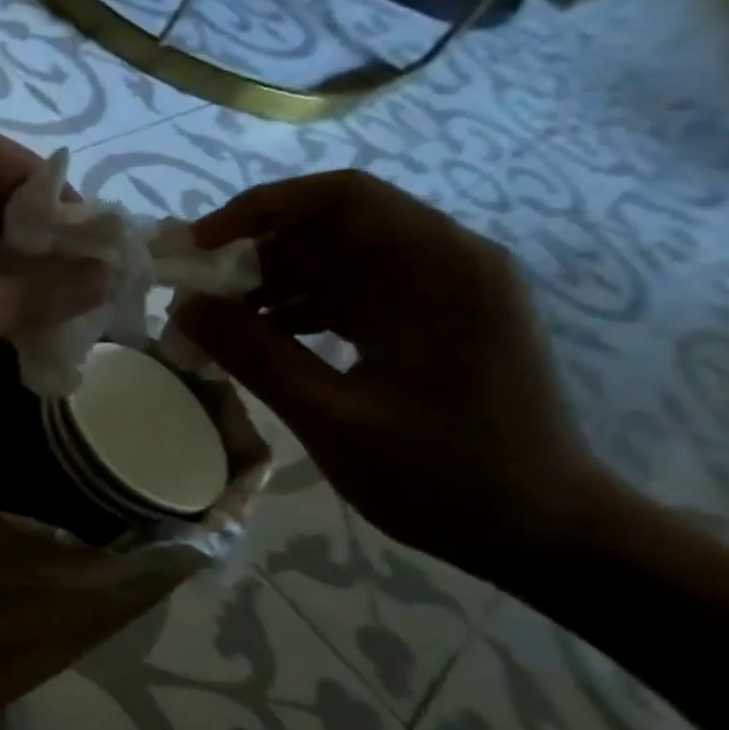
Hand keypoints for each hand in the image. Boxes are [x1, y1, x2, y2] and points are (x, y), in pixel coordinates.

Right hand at [176, 170, 598, 577]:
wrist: (545, 531)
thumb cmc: (443, 476)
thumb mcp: (333, 418)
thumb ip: (256, 356)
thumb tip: (183, 307)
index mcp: (438, 270)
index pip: (340, 198)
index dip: (259, 209)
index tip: (197, 247)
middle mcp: (447, 263)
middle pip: (336, 226)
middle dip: (257, 252)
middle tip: (195, 294)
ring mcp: (444, 293)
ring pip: (340, 262)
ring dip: (274, 284)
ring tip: (217, 324)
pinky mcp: (434, 323)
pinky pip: (355, 295)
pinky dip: (302, 310)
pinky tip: (262, 343)